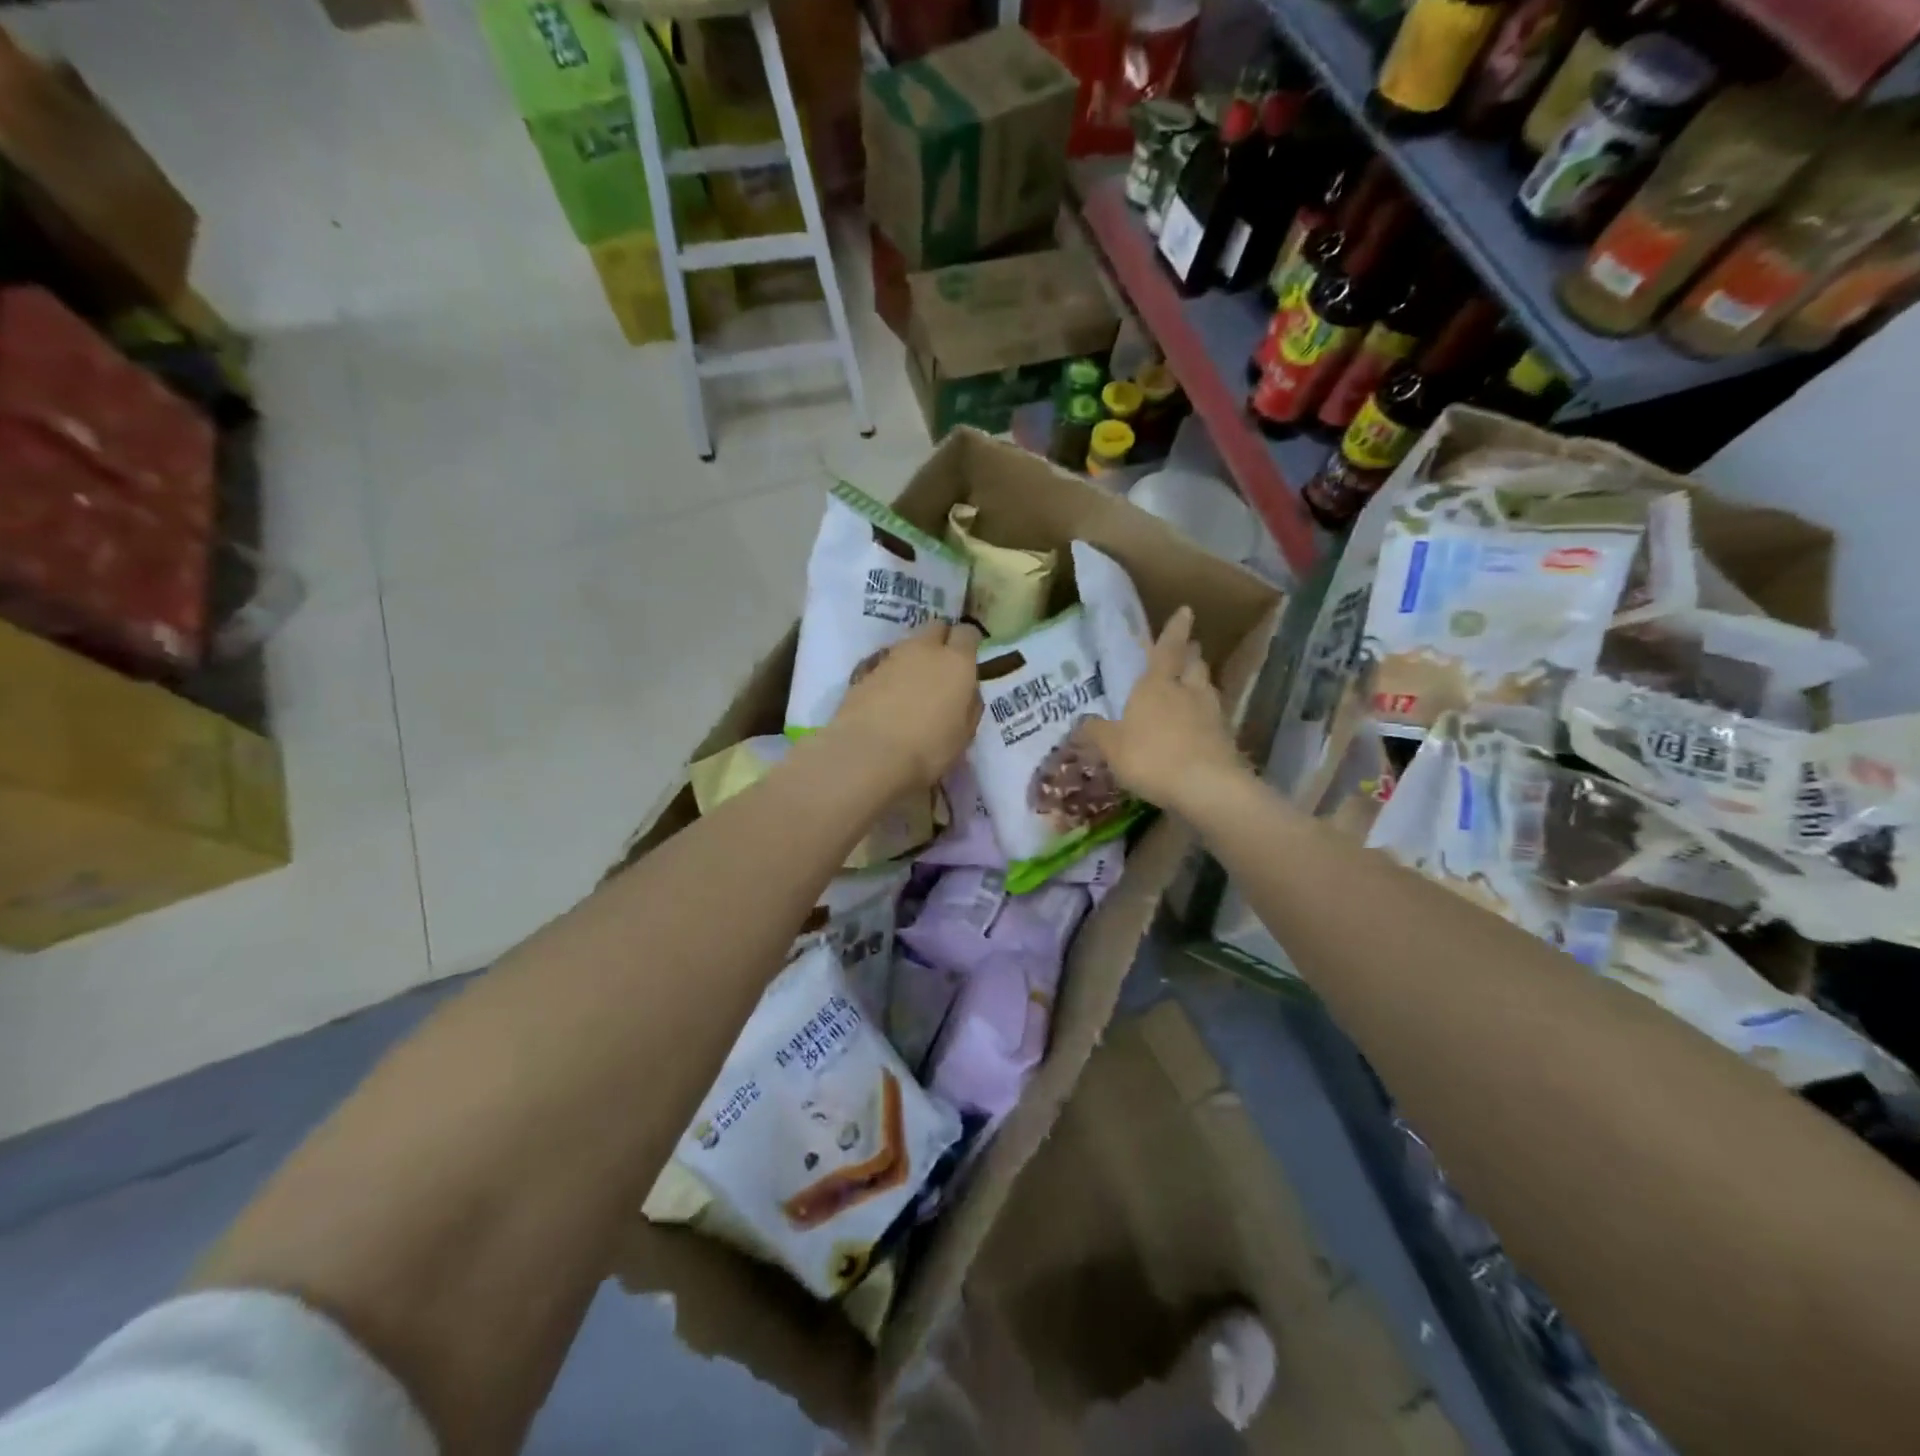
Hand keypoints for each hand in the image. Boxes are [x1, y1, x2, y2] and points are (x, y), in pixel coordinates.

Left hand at [826, 620, 984, 791]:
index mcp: (956, 661)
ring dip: (915, 656)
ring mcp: (891, 657)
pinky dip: (891, 673)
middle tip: (942, 666)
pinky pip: (885, 662)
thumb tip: (967, 691)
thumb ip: (970, 704)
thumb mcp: (964, 734)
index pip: (967, 633)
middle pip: (936, 627)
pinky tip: (889, 696)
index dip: (969, 643)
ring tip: (914, 684)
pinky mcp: (864, 670)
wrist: (868, 753)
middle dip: (941, 640)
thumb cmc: (928, 748)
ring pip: (908, 644)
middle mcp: (924, 649)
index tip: (969, 658)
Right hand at [1081, 606, 1248, 812]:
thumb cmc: (1152, 757)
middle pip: (1194, 664)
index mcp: (1157, 685)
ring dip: (1201, 682)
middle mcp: (1188, 692)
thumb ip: (1096, 733)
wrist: (1207, 787)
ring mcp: (1211, 714)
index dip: (1175, 629)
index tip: (1186, 610)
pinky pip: (1214, 717)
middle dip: (1190, 654)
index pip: (1167, 649)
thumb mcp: (1112, 747)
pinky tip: (1200, 725)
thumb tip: (1081, 722)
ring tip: (1193, 684)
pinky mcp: (1225, 738)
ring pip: (1207, 688)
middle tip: (1188, 649)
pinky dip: (1206, 715)